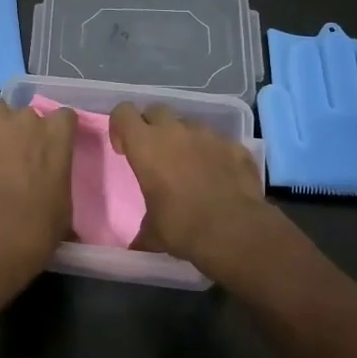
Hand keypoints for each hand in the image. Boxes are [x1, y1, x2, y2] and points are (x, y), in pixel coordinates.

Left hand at [0, 85, 74, 261]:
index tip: (48, 147)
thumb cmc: (40, 222)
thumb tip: (54, 193)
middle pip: (27, 114)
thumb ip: (59, 181)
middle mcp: (30, 118)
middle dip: (21, 131)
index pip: (64, 116)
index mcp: (58, 135)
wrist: (0, 226)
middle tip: (13, 156)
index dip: (55, 130)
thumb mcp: (64, 202)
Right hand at [110, 103, 266, 266]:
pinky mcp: (236, 146)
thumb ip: (143, 232)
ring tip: (189, 167)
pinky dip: (215, 154)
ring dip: (184, 139)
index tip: (124, 150)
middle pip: (156, 110)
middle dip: (152, 127)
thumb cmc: (182, 227)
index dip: (120, 127)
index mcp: (146, 146)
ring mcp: (209, 135)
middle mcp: (176, 132)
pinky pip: (219, 142)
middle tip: (155, 154)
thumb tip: (136, 247)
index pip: (123, 112)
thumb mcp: (153, 233)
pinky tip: (219, 177)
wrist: (234, 231)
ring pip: (189, 124)